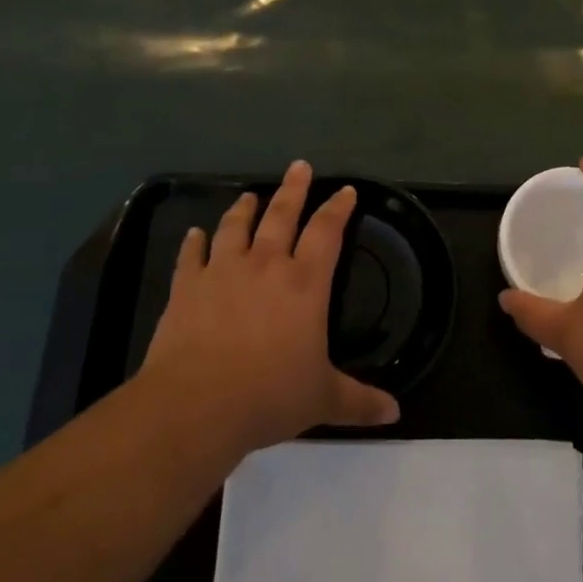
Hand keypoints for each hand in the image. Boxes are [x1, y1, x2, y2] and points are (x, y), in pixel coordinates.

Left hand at [135, 161, 399, 459]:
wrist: (197, 406)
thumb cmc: (269, 397)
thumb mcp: (323, 400)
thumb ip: (360, 402)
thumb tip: (395, 415)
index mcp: (304, 284)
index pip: (327, 232)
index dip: (338, 209)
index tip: (345, 190)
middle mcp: (265, 266)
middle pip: (282, 215)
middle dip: (293, 189)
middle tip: (299, 166)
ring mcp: (222, 272)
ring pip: (236, 227)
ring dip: (244, 208)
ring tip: (250, 195)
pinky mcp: (187, 287)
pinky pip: (191, 255)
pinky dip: (194, 242)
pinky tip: (195, 233)